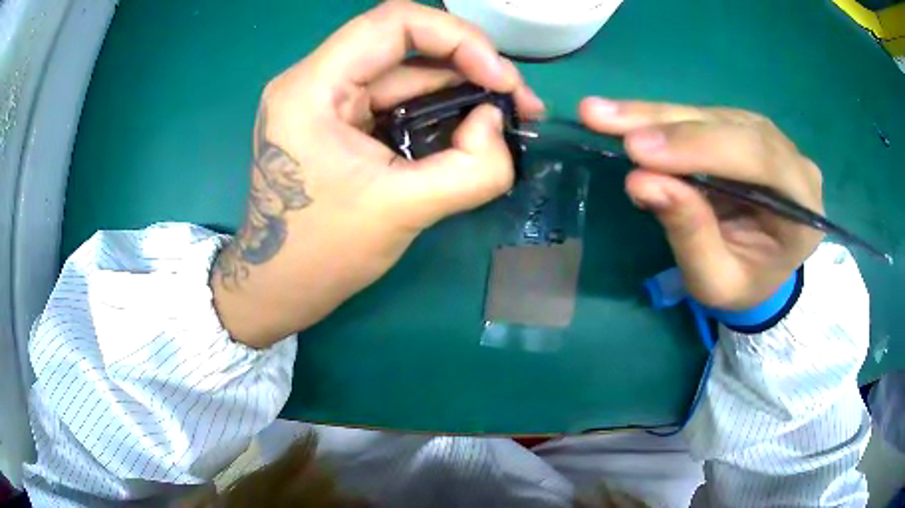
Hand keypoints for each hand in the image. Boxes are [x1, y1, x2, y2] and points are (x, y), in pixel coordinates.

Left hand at [211, 2, 543, 347]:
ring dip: (461, 87)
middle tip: (519, 101)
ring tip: (507, 115)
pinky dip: (439, 107)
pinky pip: (397, 97)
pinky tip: (472, 126)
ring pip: (406, 70)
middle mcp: (316, 80)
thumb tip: (495, 124)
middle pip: (405, 43)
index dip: (458, 38)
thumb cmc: (323, 255)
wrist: (281, 287)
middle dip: (470, 64)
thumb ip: (471, 168)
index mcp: (312, 88)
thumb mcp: (402, 211)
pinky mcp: (340, 120)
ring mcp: (327, 99)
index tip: (501, 79)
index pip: (393, 23)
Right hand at [580, 98, 823, 309]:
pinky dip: (663, 120)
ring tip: (602, 115)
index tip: (638, 150)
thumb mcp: (716, 280)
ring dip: (656, 116)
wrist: (761, 274)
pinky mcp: (745, 133)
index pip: (758, 158)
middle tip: (602, 117)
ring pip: (713, 115)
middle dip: (667, 123)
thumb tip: (642, 181)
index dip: (700, 147)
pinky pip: (704, 118)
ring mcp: (771, 141)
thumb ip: (690, 233)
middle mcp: (792, 162)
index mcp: (803, 208)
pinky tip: (627, 120)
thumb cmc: (743, 286)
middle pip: (733, 127)